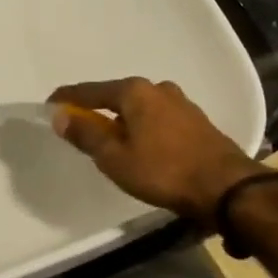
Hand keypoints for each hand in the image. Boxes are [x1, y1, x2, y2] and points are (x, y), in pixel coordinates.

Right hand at [49, 77, 261, 226]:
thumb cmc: (164, 171)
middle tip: (80, 128)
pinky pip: (158, 119)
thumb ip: (86, 135)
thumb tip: (60, 115)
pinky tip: (143, 146)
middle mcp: (157, 89)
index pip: (90, 91)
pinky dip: (143, 128)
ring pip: (140, 108)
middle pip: (116, 97)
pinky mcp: (196, 122)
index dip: (67, 98)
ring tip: (112, 141)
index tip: (49, 105)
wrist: (227, 188)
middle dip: (97, 110)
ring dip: (123, 121)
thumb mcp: (115, 158)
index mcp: (134, 91)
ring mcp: (181, 103)